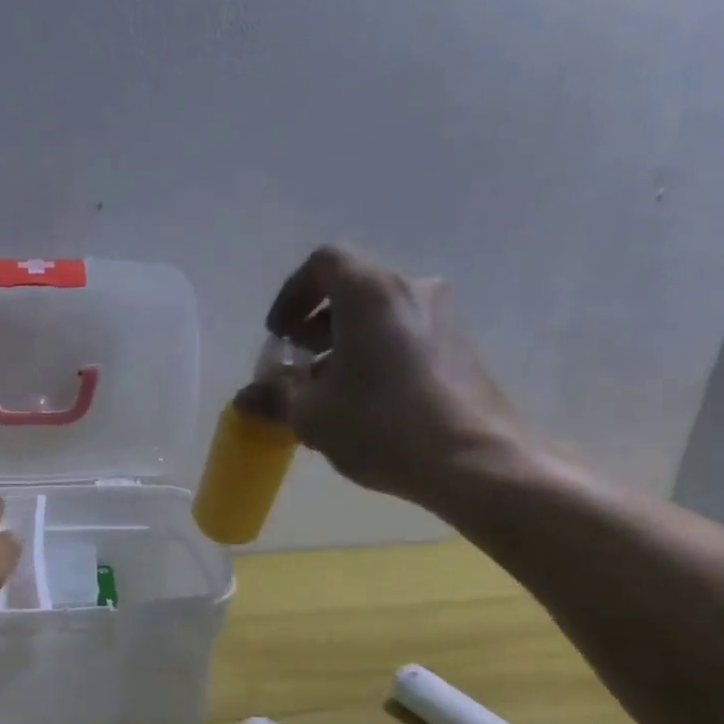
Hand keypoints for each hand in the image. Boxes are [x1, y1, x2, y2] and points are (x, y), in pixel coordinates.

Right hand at [236, 245, 542, 513]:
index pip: (323, 263)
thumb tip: (246, 397)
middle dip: (316, 326)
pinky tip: (366, 402)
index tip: (280, 334)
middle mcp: (411, 290)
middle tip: (298, 366)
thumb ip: (275, 396)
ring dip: (345, 343)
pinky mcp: (462, 347)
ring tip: (328, 391)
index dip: (293, 294)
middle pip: (352, 290)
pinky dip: (376, 354)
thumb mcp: (312, 414)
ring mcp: (443, 317)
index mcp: (370, 292)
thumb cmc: (383, 424)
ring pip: (379, 316)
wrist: (477, 460)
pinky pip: (404, 336)